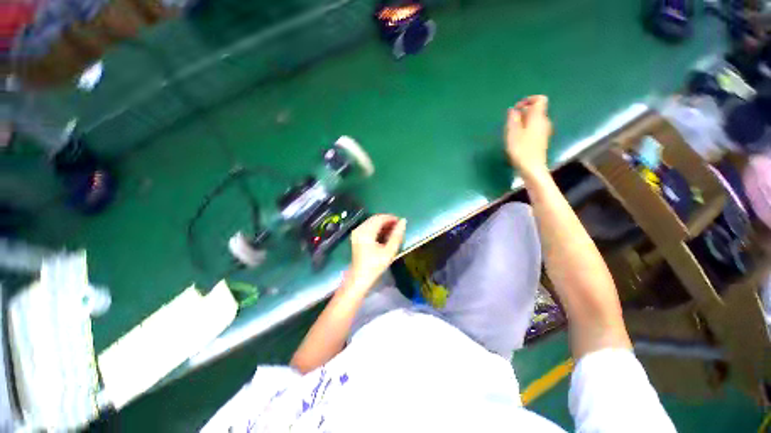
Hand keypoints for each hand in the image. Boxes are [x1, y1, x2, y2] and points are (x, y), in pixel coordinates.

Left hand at [348, 214, 406, 289]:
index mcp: (366, 232)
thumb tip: (403, 221)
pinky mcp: (356, 236)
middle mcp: (359, 229)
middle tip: (398, 227)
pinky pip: (368, 227)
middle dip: (387, 221)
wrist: (359, 278)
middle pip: (375, 219)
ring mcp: (356, 232)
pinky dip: (377, 229)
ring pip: (372, 222)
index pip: (380, 218)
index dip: (391, 218)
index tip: (401, 222)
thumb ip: (397, 235)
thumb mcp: (389, 251)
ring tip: (393, 232)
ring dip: (382, 225)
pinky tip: (384, 235)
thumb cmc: (375, 266)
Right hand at [505, 95, 552, 176]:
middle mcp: (544, 122)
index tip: (516, 108)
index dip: (528, 100)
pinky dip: (525, 128)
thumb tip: (513, 110)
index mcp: (538, 117)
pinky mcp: (541, 140)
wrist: (532, 168)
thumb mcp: (512, 133)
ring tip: (511, 131)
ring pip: (534, 119)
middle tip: (510, 121)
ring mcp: (544, 131)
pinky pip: (534, 128)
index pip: (540, 100)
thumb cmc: (521, 150)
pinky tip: (517, 139)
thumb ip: (513, 119)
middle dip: (523, 112)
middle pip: (536, 110)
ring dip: (523, 121)